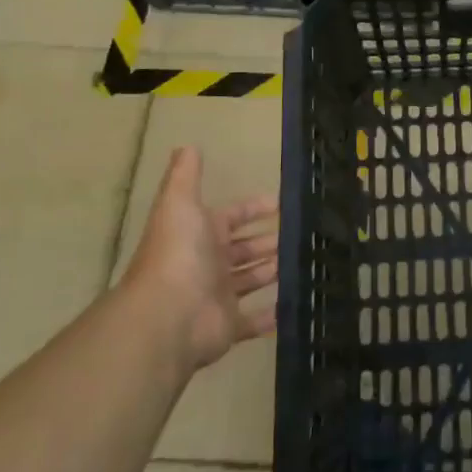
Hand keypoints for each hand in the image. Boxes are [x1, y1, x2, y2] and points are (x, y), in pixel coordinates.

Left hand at [122, 147, 278, 370]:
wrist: (168, 317)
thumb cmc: (178, 254)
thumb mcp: (179, 204)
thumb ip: (186, 176)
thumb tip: (187, 145)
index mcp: (200, 234)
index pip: (231, 216)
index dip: (253, 209)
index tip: (281, 204)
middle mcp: (208, 263)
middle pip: (243, 249)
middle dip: (267, 241)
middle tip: (300, 234)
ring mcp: (218, 296)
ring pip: (250, 280)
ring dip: (272, 271)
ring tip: (303, 261)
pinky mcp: (229, 326)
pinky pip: (254, 321)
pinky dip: (271, 315)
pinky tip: (294, 304)